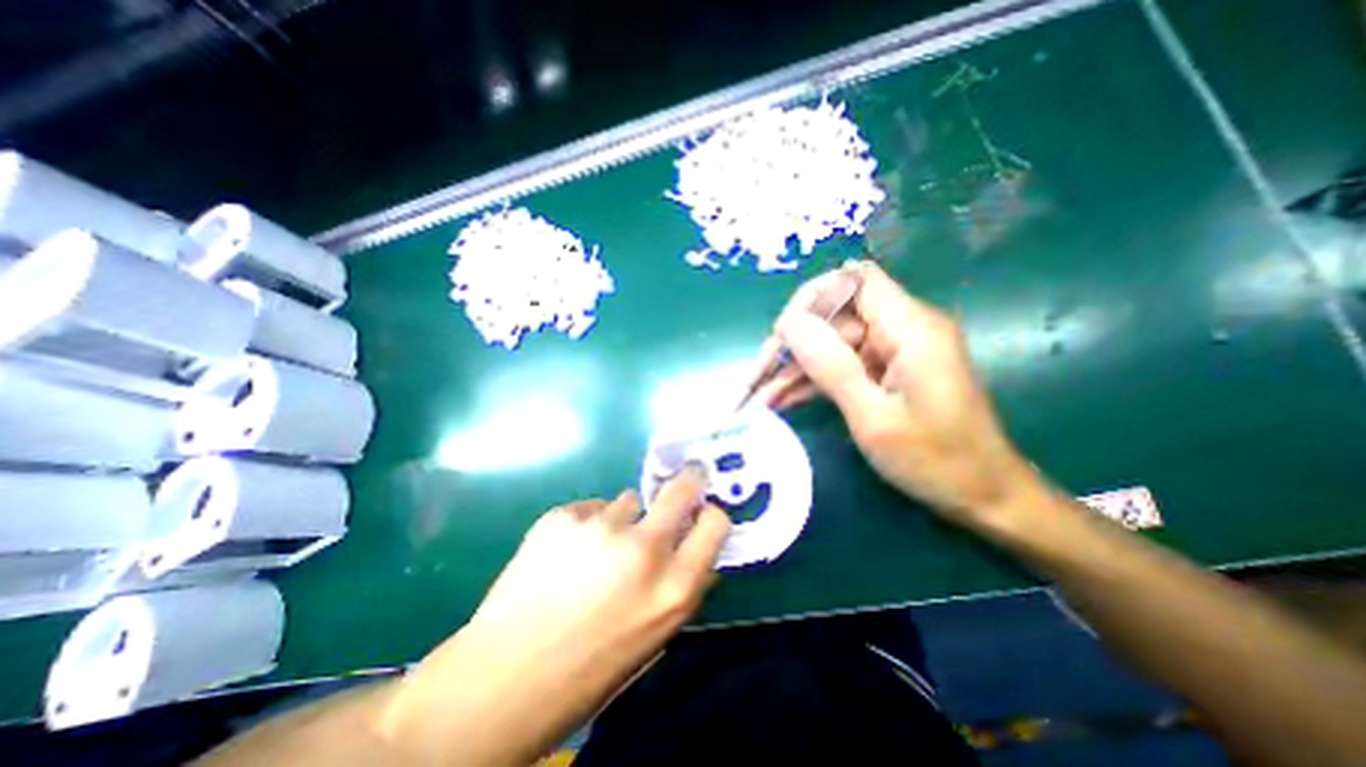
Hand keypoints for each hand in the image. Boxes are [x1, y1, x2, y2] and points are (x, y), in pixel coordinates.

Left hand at [371, 470, 735, 762]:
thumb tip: (695, 550)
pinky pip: (591, 508)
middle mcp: (643, 550)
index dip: (709, 516)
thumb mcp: (654, 638)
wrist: (500, 683)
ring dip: (623, 518)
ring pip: (629, 500)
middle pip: (681, 489)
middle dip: (686, 483)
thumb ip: (681, 587)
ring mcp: (599, 528)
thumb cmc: (588, 672)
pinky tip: (564, 555)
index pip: (715, 523)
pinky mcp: (562, 517)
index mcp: (673, 589)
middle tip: (681, 483)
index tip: (700, 515)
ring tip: (596, 550)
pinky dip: (586, 524)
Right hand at [758, 262, 1035, 529]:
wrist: (983, 497)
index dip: (813, 298)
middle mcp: (902, 329)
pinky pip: (842, 365)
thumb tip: (789, 322)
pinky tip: (783, 400)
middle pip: (835, 316)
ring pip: (832, 343)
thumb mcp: (873, 417)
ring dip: (796, 367)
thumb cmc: (935, 461)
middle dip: (794, 343)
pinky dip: (814, 381)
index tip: (783, 335)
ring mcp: (894, 351)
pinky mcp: (887, 371)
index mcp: (910, 328)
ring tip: (761, 395)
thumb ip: (831, 365)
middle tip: (759, 376)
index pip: (854, 281)